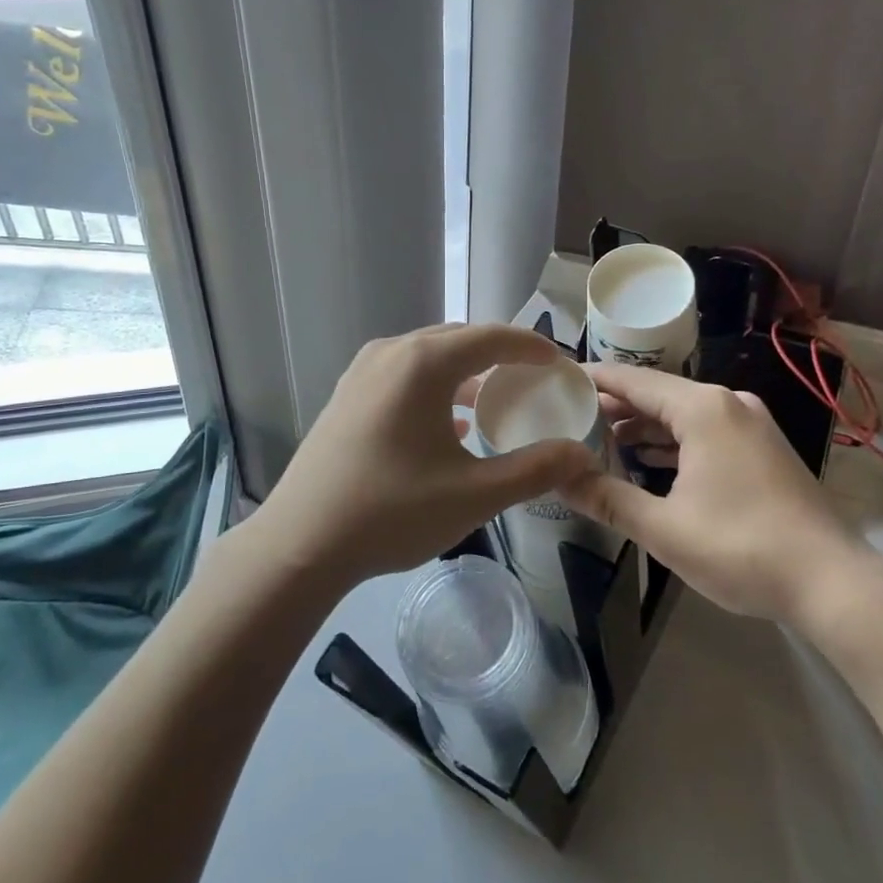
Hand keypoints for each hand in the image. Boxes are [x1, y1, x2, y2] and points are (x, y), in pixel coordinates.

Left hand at [262, 324, 599, 585]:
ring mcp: (362, 372)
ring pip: (429, 356)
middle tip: (534, 380)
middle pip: (459, 339)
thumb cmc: (391, 513)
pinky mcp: (347, 395)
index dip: (532, 346)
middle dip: (501, 354)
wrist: (300, 544)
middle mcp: (391, 353)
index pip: (492, 338)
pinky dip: (437, 387)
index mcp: (423, 363)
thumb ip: (535, 469)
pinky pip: (405, 375)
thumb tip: (582, 454)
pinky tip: (451, 423)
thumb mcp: (474, 495)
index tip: (560, 363)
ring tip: (497, 400)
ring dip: (467, 371)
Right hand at [558, 363, 881, 622]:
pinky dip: (673, 442)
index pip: (632, 379)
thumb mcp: (663, 528)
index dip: (592, 379)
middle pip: (657, 394)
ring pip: (682, 414)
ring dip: (643, 427)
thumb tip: (557, 478)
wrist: (832, 582)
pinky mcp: (763, 449)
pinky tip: (648, 462)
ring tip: (599, 440)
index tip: (556, 380)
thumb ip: (606, 498)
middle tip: (568, 418)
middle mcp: (728, 403)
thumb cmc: (741, 548)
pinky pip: (705, 431)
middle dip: (614, 406)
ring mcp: (751, 425)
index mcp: (703, 408)